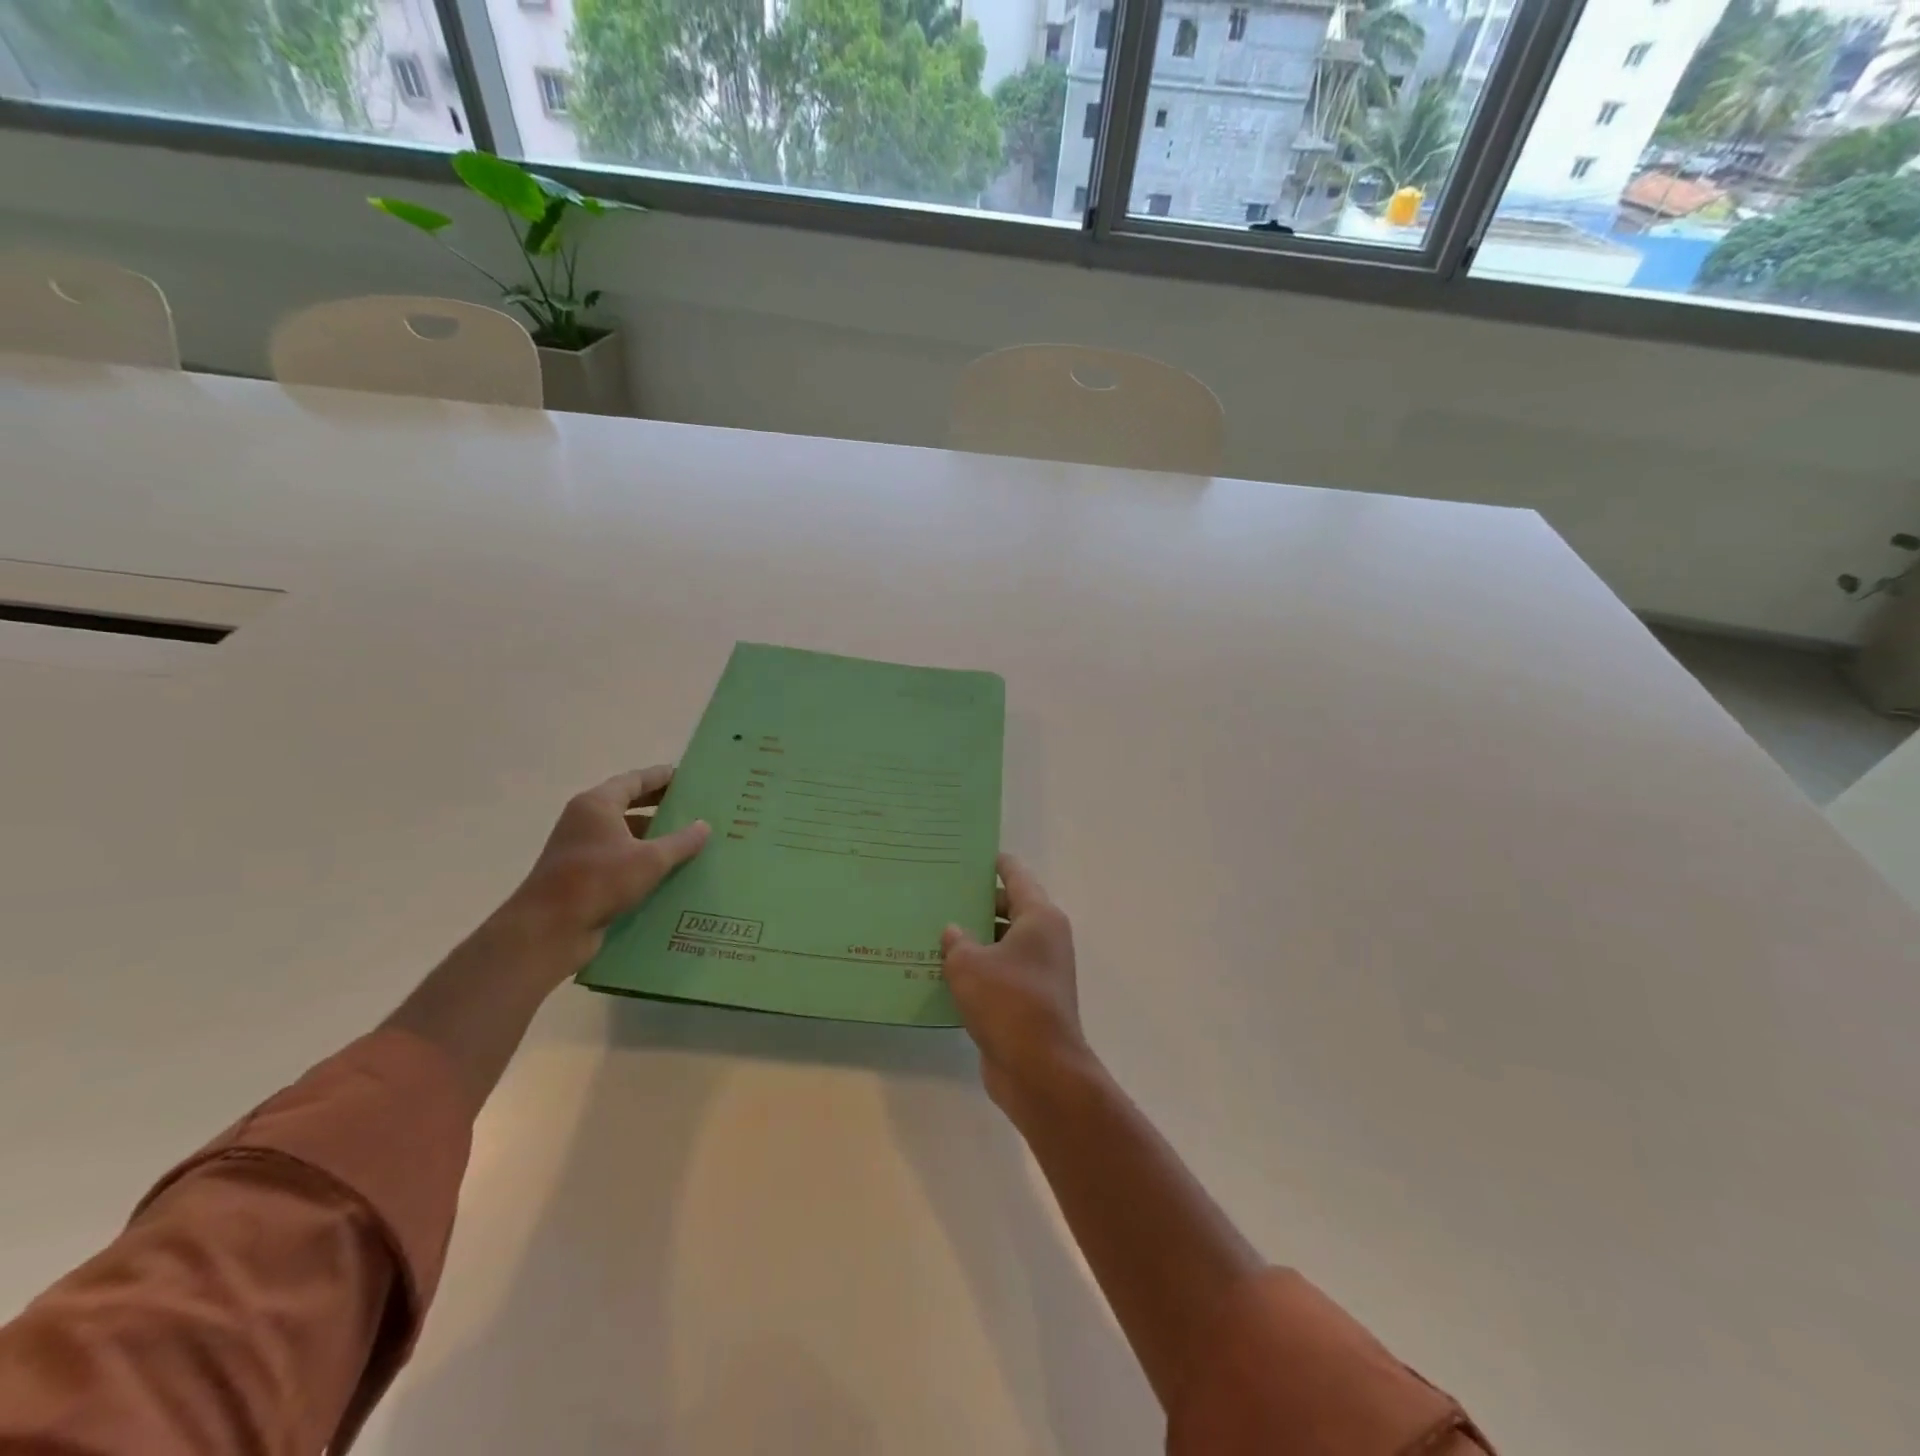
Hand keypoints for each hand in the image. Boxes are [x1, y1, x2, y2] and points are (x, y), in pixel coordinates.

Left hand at [502, 766, 709, 973]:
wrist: (549, 930)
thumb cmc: (599, 881)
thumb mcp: (650, 860)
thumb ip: (681, 841)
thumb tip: (704, 826)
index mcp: (597, 805)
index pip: (635, 780)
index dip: (661, 777)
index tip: (688, 777)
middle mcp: (585, 821)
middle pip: (628, 805)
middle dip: (659, 806)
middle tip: (693, 807)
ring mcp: (581, 849)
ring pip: (624, 834)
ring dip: (652, 836)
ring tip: (687, 840)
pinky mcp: (581, 876)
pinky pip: (618, 859)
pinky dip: (641, 860)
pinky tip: (668, 871)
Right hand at [942, 854, 1094, 1116]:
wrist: (1039, 1070)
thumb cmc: (1008, 1002)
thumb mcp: (970, 965)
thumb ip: (957, 942)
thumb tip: (954, 932)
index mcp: (1040, 918)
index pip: (1016, 875)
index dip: (994, 863)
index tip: (969, 854)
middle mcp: (1044, 939)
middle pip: (1008, 908)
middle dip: (975, 903)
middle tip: (938, 894)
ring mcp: (1038, 972)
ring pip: (1001, 943)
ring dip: (973, 940)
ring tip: (931, 930)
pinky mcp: (1027, 1001)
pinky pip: (998, 973)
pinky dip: (976, 971)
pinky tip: (941, 973)